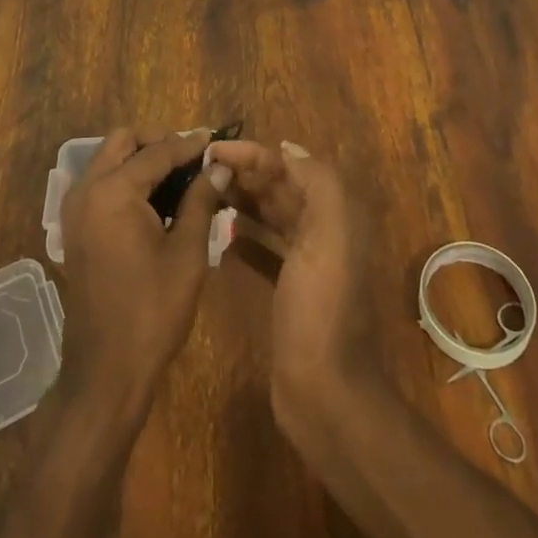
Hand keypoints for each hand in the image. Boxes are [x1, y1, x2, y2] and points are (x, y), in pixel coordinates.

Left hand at [57, 128, 223, 419]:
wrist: (106, 371)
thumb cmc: (152, 312)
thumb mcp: (187, 254)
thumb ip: (201, 200)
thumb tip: (220, 165)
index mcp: (113, 192)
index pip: (157, 152)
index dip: (190, 145)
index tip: (216, 140)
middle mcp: (86, 190)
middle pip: (123, 142)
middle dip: (158, 142)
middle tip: (193, 157)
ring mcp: (75, 209)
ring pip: (109, 159)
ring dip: (141, 158)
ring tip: (180, 176)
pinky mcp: (74, 227)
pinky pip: (101, 183)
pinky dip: (126, 178)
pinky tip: (157, 199)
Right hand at [207, 140, 377, 429]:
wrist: (324, 389)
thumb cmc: (321, 306)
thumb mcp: (329, 234)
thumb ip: (318, 183)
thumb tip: (287, 149)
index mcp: (336, 213)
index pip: (290, 166)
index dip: (254, 153)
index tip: (212, 150)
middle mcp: (324, 230)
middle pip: (280, 187)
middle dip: (245, 172)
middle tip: (201, 169)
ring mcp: (306, 261)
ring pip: (271, 214)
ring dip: (242, 199)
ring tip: (204, 191)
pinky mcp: (289, 288)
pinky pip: (265, 247)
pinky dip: (245, 235)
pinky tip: (220, 231)